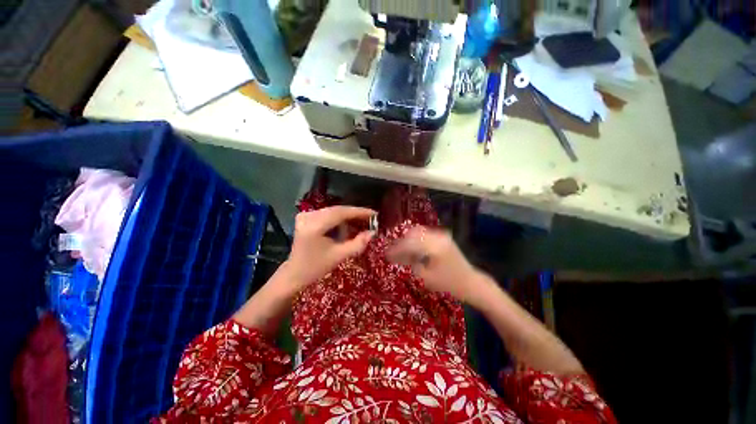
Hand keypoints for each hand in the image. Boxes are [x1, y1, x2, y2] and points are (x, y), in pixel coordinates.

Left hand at [286, 206, 375, 288]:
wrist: (294, 273)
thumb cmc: (316, 267)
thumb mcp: (339, 256)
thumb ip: (358, 243)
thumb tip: (373, 232)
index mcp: (314, 226)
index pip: (341, 213)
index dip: (359, 212)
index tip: (374, 213)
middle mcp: (308, 216)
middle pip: (337, 210)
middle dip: (354, 214)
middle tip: (370, 219)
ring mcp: (305, 215)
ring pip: (333, 211)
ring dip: (347, 217)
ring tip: (359, 224)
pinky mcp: (305, 217)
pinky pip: (327, 214)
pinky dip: (338, 219)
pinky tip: (345, 227)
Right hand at [387, 227, 482, 302]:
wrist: (471, 282)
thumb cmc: (449, 284)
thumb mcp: (426, 277)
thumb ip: (410, 263)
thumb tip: (396, 256)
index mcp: (434, 246)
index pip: (409, 243)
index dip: (396, 248)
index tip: (386, 254)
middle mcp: (438, 236)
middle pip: (412, 234)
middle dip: (400, 243)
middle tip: (391, 252)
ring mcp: (441, 235)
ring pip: (417, 232)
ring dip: (406, 240)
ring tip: (399, 251)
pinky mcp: (442, 237)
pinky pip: (424, 234)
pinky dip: (414, 240)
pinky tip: (410, 249)